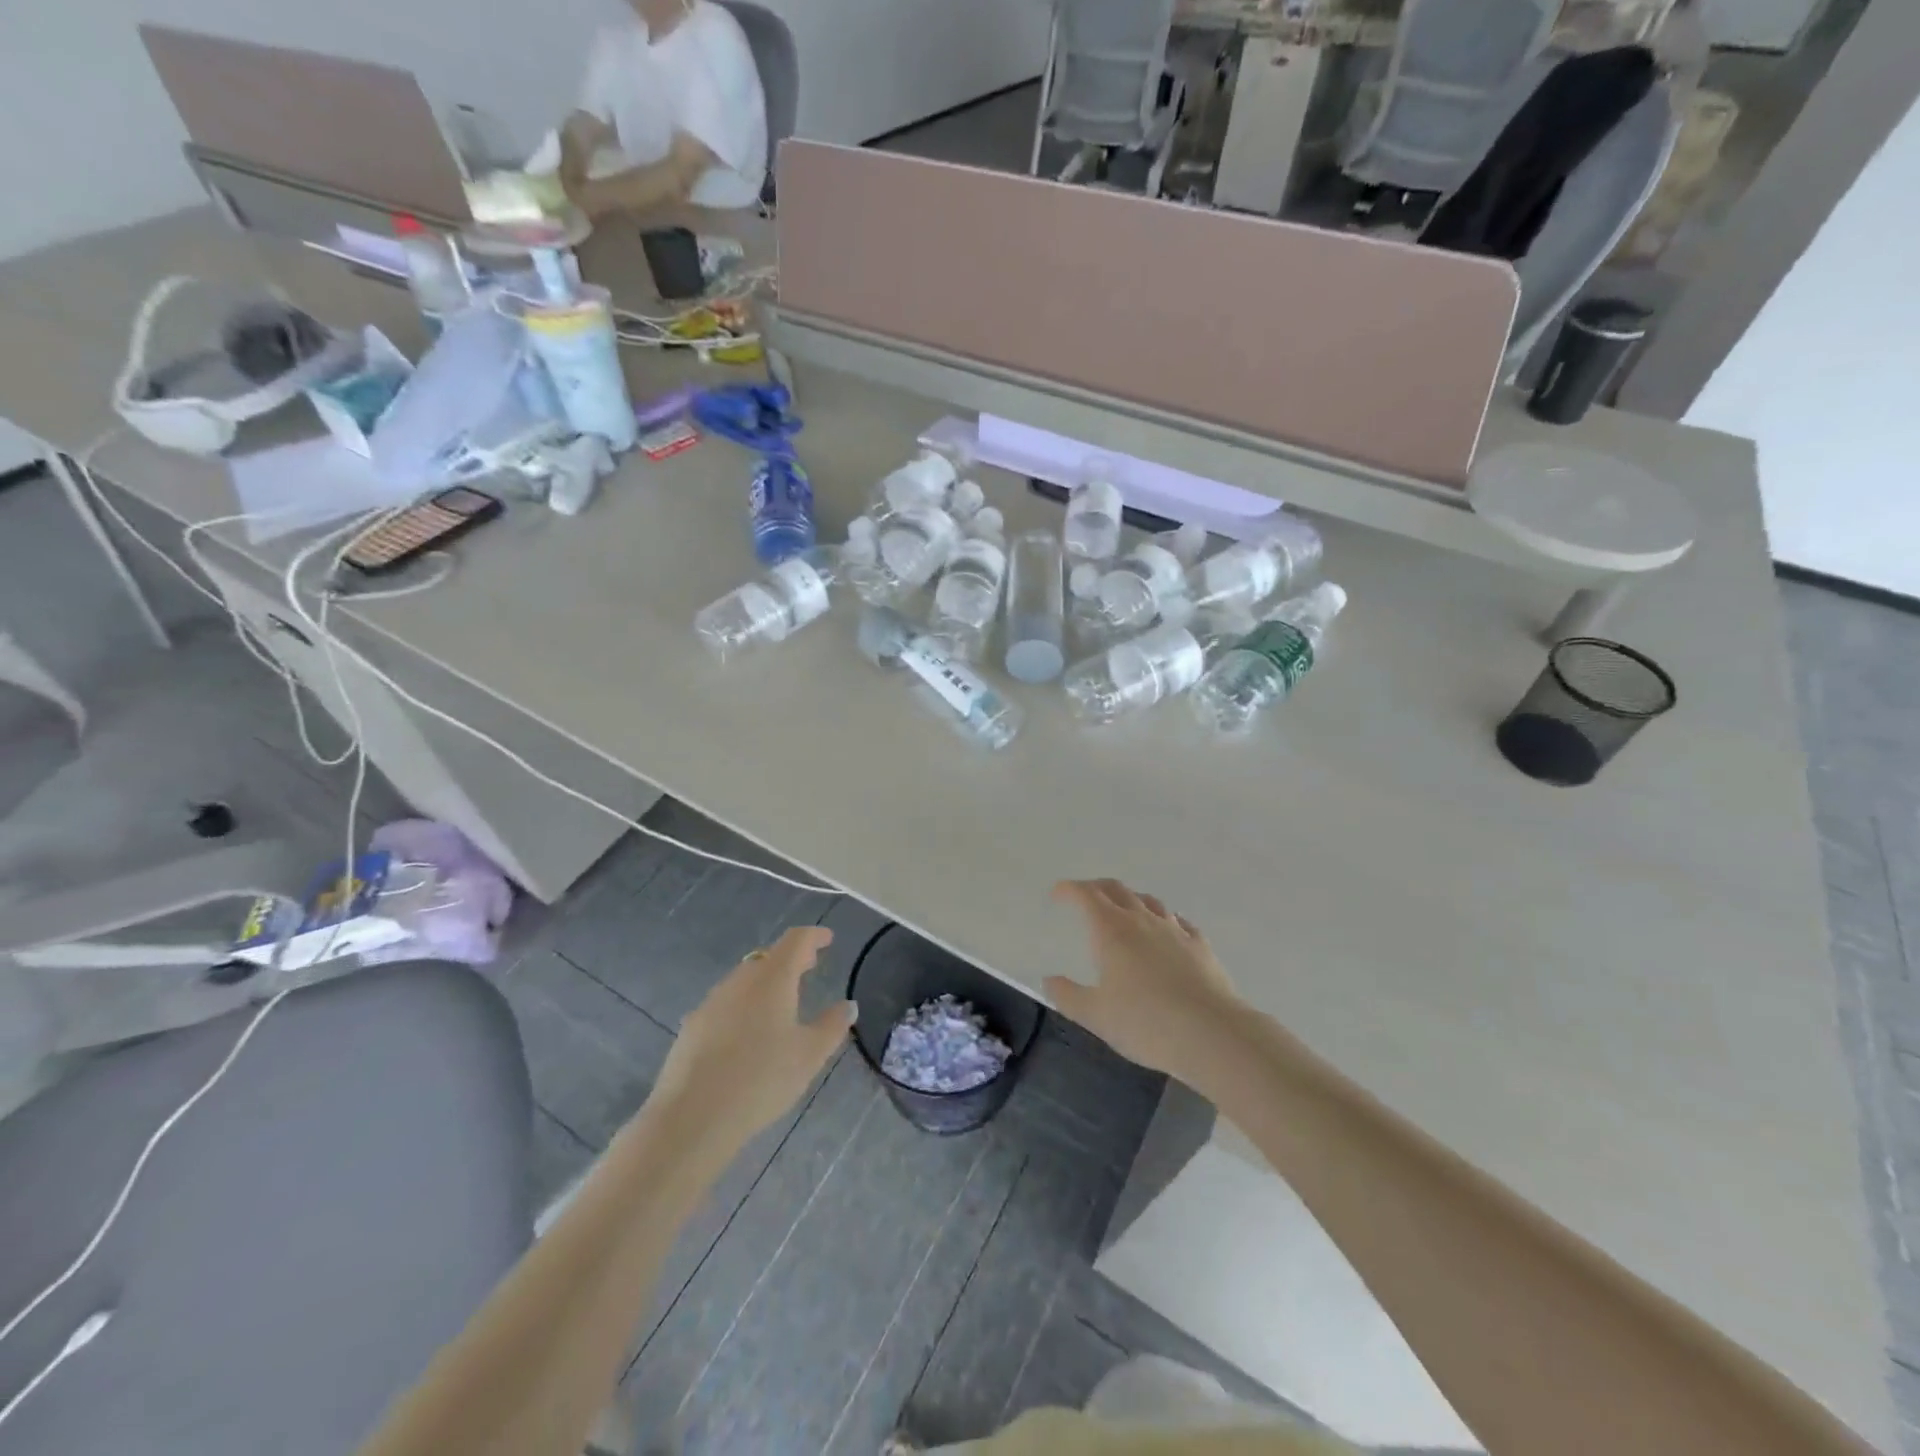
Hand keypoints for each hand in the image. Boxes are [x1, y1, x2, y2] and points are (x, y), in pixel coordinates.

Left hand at [646, 927, 853, 1154]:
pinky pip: (725, 1005)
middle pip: (768, 958)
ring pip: (744, 981)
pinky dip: (743, 1006)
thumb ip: (832, 1026)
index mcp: (772, 979)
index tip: (827, 938)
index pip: (796, 941)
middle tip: (809, 966)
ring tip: (781, 1001)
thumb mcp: (809, 1055)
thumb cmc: (762, 1079)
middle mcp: (740, 981)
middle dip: (790, 960)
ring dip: (765, 983)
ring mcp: (711, 1003)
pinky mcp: (691, 1028)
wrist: (692, 1116)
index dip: (813, 936)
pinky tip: (746, 1033)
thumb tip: (848, 1005)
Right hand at [1046, 880, 1242, 1083]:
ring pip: (1149, 901)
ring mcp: (1175, 930)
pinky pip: (1178, 921)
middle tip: (1084, 896)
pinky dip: (1164, 919)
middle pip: (1117, 889)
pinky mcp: (1200, 946)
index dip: (1069, 890)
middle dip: (1097, 888)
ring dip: (1131, 899)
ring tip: (1124, 910)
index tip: (1058, 894)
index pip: (1086, 895)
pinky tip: (1167, 930)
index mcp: (1111, 930)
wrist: (1212, 1033)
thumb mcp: (1096, 1016)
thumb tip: (1050, 980)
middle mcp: (1142, 920)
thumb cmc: (1145, 1023)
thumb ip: (1068, 995)